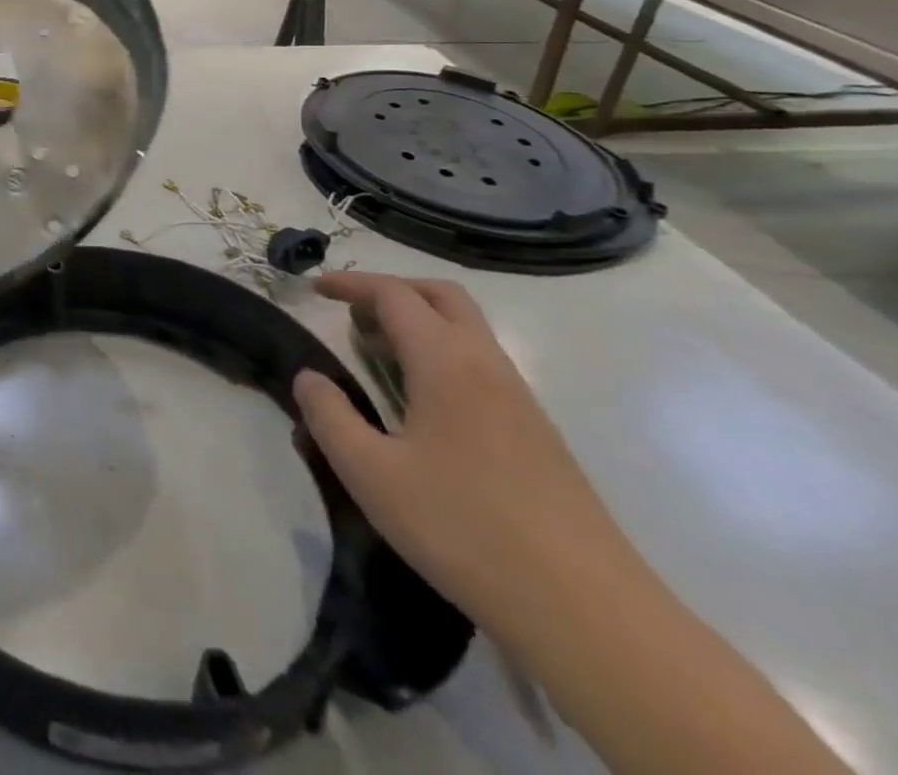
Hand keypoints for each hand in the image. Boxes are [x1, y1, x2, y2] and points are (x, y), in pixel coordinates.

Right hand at [292, 271, 638, 650]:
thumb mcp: (371, 474)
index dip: (350, 284)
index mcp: (446, 361)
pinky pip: (482, 365)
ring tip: (378, 355)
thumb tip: (309, 378)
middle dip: (393, 290)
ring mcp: (520, 400)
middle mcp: (486, 365)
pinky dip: (442, 356)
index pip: (394, 295)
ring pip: (467, 331)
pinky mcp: (538, 435)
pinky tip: (421, 404)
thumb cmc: (464, 530)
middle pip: (441, 296)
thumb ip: (329, 417)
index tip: (314, 288)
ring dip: (419, 324)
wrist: (588, 613)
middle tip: (352, 312)